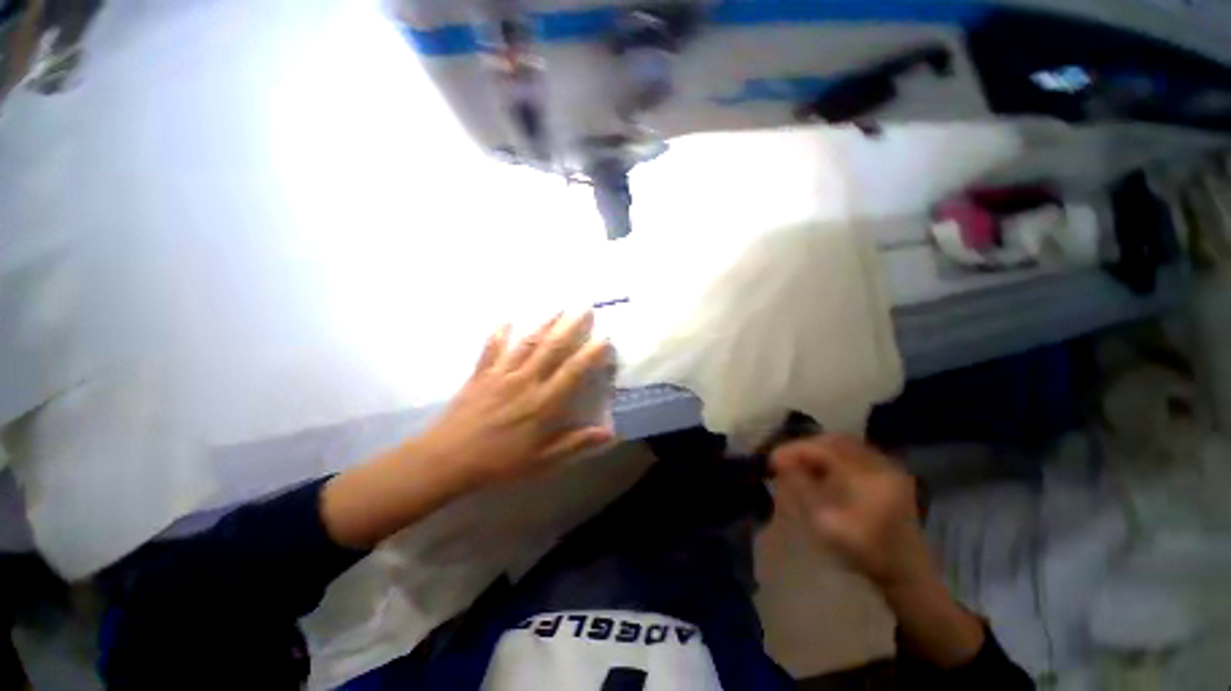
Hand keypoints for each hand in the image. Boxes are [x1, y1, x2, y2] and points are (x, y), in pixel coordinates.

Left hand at [415, 312, 614, 491]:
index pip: (573, 371)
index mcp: (544, 403)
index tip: (604, 337)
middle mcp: (526, 382)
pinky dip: (499, 333)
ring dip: (544, 323)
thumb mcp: (543, 460)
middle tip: (584, 307)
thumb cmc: (499, 462)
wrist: (447, 460)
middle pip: (552, 348)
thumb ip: (576, 443)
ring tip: (558, 307)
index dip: (591, 353)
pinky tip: (506, 319)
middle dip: (570, 326)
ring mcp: (501, 374)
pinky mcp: (481, 374)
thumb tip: (609, 433)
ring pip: (527, 343)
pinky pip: (491, 348)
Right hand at [771, 435, 932, 590]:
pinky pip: (855, 452)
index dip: (795, 450)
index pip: (824, 449)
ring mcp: (889, 467)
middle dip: (805, 447)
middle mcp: (881, 465)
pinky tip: (822, 468)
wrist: (907, 573)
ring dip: (818, 449)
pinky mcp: (890, 473)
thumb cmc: (865, 553)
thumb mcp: (826, 524)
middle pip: (835, 441)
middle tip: (785, 459)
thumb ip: (801, 488)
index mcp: (868, 477)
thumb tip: (781, 462)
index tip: (773, 459)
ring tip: (799, 462)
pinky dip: (833, 455)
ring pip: (845, 444)